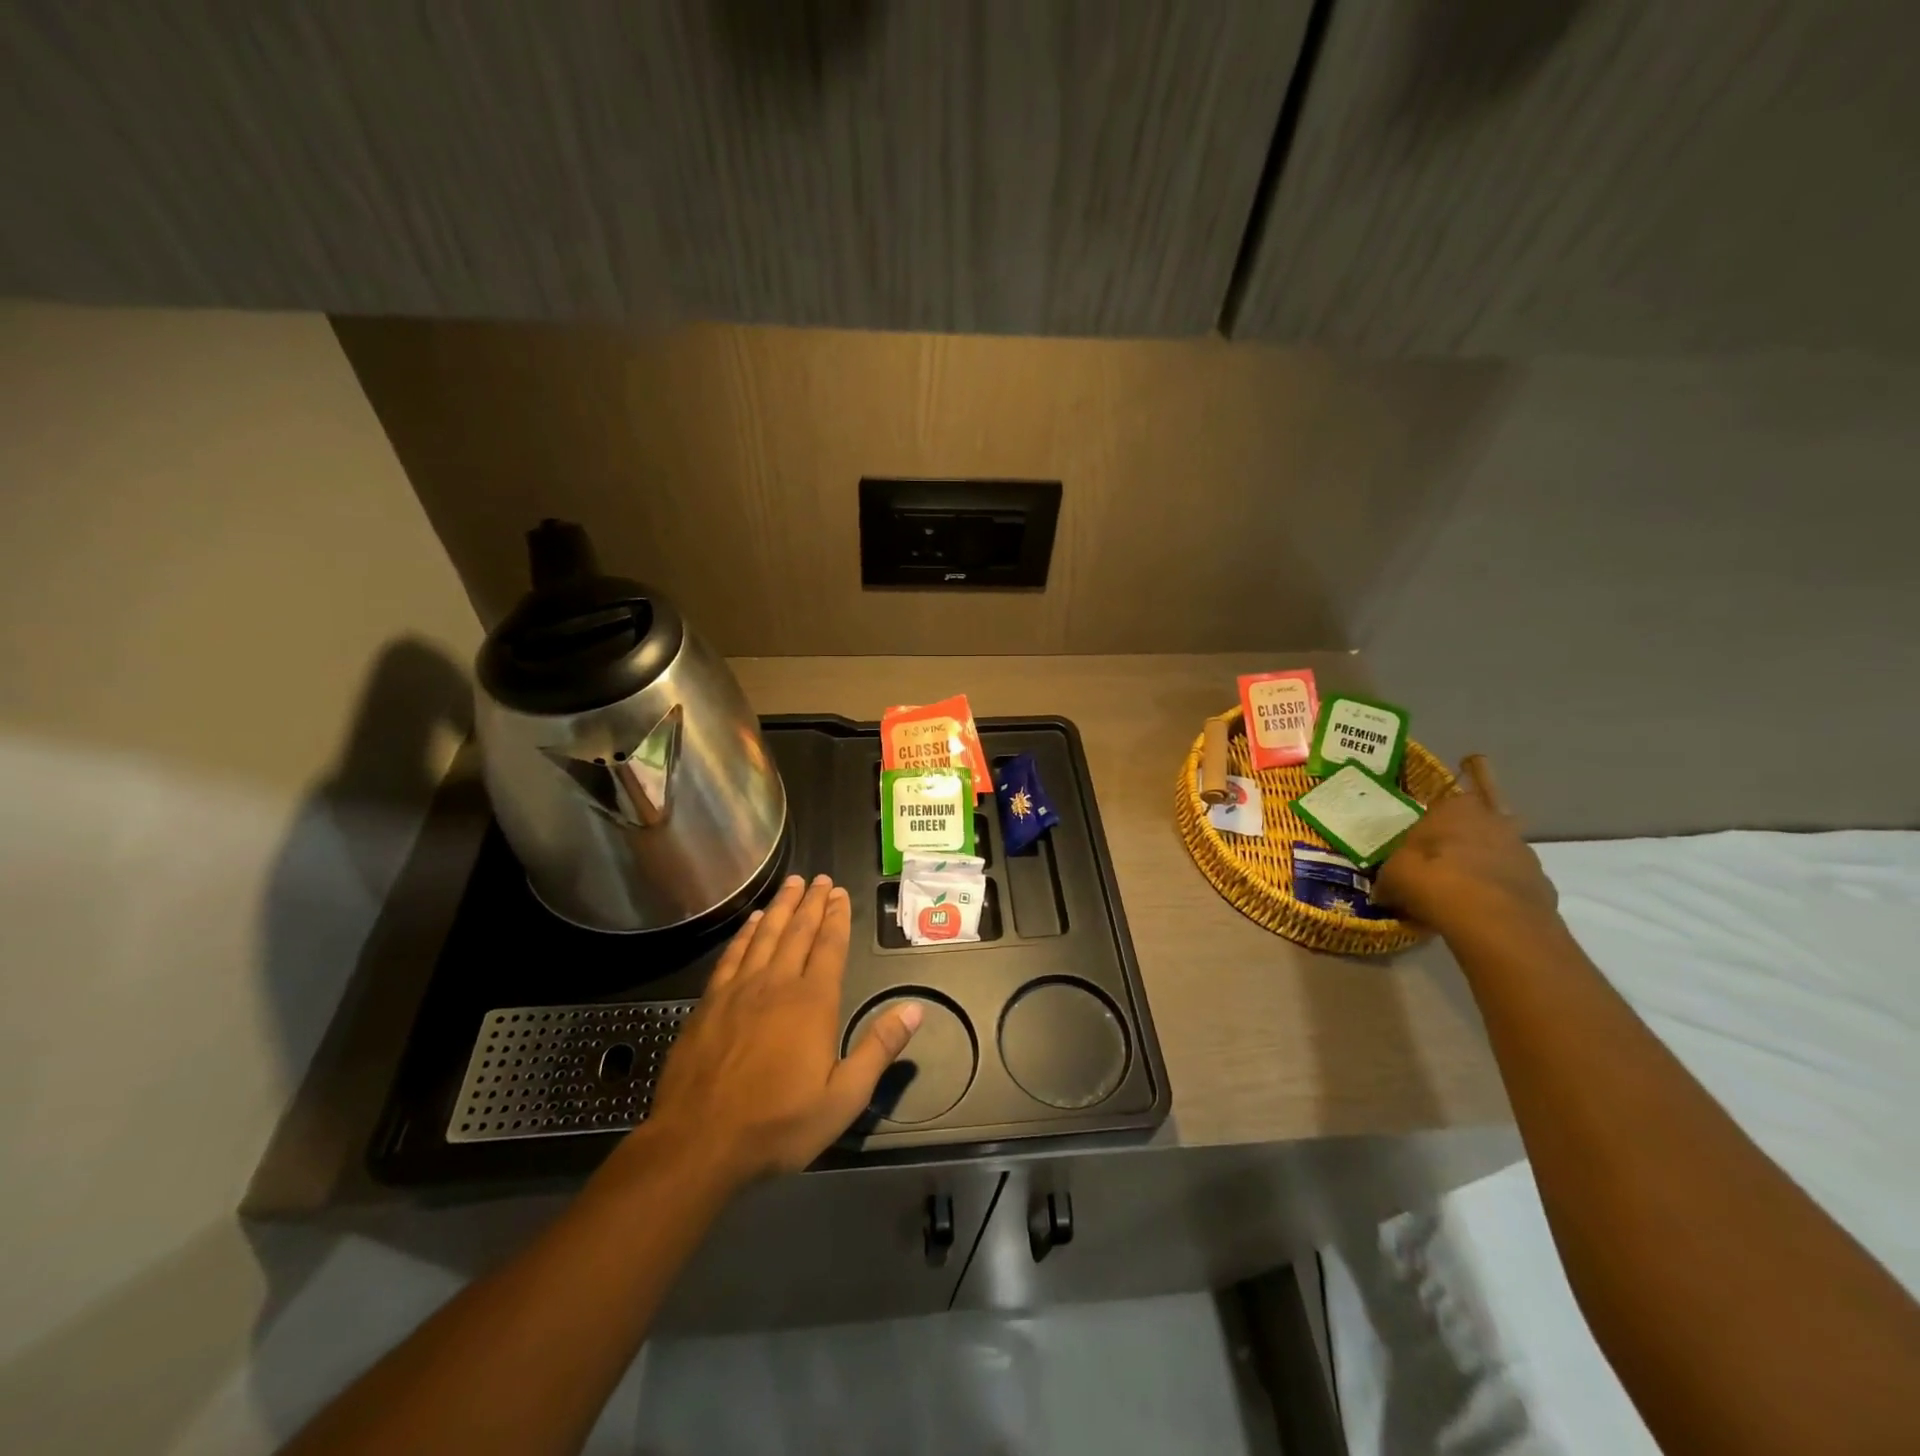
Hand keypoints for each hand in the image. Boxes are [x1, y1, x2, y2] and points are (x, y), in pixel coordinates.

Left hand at [640, 874, 920, 1189]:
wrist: (699, 1142)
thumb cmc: (778, 1123)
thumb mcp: (843, 1098)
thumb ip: (879, 1049)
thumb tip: (914, 1009)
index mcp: (813, 1002)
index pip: (830, 947)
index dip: (837, 917)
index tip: (840, 893)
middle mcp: (777, 984)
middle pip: (798, 932)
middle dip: (812, 903)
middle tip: (820, 878)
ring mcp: (739, 990)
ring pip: (765, 935)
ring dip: (780, 907)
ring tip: (792, 884)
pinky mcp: (710, 1003)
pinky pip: (733, 955)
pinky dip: (745, 933)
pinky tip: (751, 921)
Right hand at [1373, 766, 1557, 933]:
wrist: (1496, 923)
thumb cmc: (1434, 881)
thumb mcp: (1392, 875)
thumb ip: (1390, 874)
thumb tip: (1385, 887)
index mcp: (1456, 807)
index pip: (1440, 808)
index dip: (1427, 830)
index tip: (1416, 851)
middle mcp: (1495, 821)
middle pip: (1471, 830)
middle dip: (1457, 848)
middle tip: (1435, 873)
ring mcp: (1523, 852)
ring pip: (1494, 857)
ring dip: (1479, 871)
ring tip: (1456, 898)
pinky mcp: (1542, 884)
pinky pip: (1510, 885)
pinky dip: (1497, 896)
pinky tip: (1479, 915)